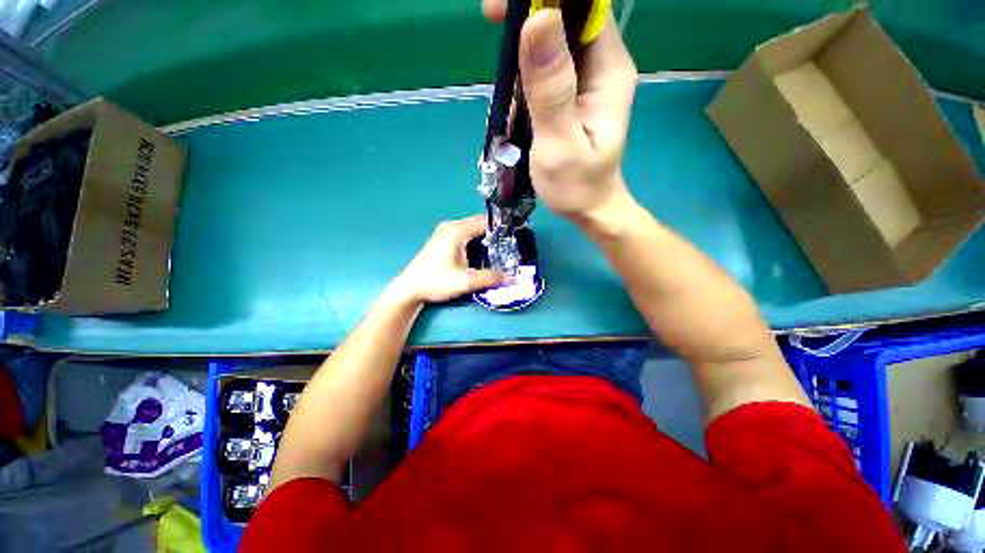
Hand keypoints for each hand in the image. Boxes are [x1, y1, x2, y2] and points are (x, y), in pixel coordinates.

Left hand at [390, 215, 509, 303]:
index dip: (502, 227)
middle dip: (495, 233)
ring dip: (485, 238)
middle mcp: (451, 227)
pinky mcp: (442, 240)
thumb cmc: (435, 281)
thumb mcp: (465, 281)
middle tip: (511, 246)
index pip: (485, 221)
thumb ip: (490, 278)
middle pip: (479, 224)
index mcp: (457, 230)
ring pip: (472, 229)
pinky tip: (482, 254)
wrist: (410, 288)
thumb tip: (513, 278)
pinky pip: (464, 234)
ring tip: (501, 250)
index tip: (516, 236)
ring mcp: (445, 232)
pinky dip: (475, 241)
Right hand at [482, 1, 638, 225]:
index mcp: (610, 69)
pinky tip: (508, 46)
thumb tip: (539, 19)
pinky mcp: (573, 74)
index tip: (511, 6)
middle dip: (534, 3)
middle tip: (493, 15)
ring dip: (526, 17)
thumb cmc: (578, 183)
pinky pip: (552, 41)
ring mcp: (589, 66)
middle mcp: (605, 59)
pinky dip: (526, 36)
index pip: (590, 10)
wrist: (590, 205)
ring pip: (561, 21)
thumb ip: (551, 85)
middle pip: (574, 10)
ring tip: (493, 24)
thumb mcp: (560, 141)